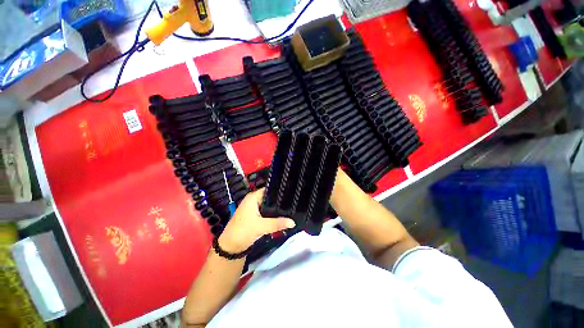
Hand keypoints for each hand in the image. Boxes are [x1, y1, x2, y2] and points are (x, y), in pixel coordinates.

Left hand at [218, 188, 294, 253]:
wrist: (230, 247)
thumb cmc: (243, 231)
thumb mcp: (261, 226)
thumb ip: (278, 223)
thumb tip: (293, 222)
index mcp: (253, 197)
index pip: (269, 189)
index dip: (279, 190)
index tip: (291, 193)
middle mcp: (254, 200)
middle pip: (270, 197)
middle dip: (280, 200)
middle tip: (293, 201)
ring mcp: (254, 208)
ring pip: (268, 205)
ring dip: (276, 208)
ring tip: (291, 207)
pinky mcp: (255, 216)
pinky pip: (266, 211)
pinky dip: (273, 213)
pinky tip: (282, 215)